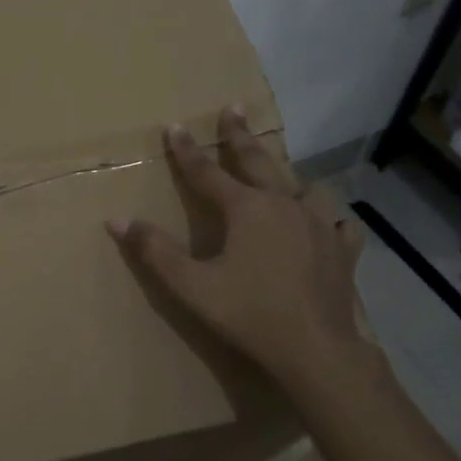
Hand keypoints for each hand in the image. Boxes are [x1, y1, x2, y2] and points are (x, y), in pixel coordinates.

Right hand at [108, 107, 382, 398]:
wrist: (316, 351)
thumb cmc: (249, 314)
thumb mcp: (192, 286)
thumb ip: (155, 251)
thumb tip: (117, 220)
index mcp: (246, 209)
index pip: (206, 172)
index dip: (186, 150)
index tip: (174, 127)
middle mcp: (284, 205)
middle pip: (259, 161)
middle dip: (240, 135)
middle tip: (235, 109)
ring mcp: (320, 225)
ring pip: (307, 187)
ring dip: (292, 178)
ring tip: (285, 179)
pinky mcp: (343, 251)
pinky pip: (341, 223)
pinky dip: (332, 218)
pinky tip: (329, 224)